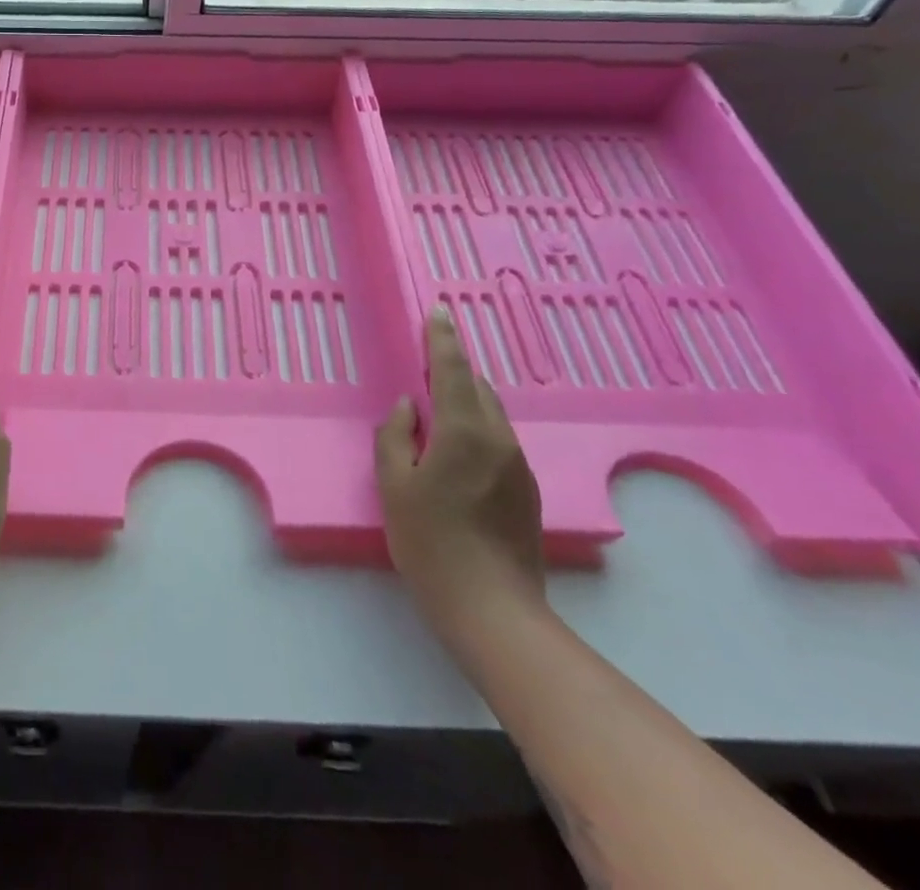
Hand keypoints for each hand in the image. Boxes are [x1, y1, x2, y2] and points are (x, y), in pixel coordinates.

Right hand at [376, 307, 544, 638]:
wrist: (493, 610)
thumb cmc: (430, 543)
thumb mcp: (394, 486)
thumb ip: (395, 437)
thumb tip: (409, 408)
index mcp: (463, 431)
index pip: (452, 369)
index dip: (442, 338)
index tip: (439, 311)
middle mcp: (498, 439)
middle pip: (477, 387)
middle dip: (453, 367)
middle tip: (428, 358)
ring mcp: (518, 465)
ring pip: (491, 413)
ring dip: (465, 398)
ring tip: (438, 403)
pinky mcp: (526, 490)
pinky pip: (497, 439)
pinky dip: (476, 425)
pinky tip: (457, 448)